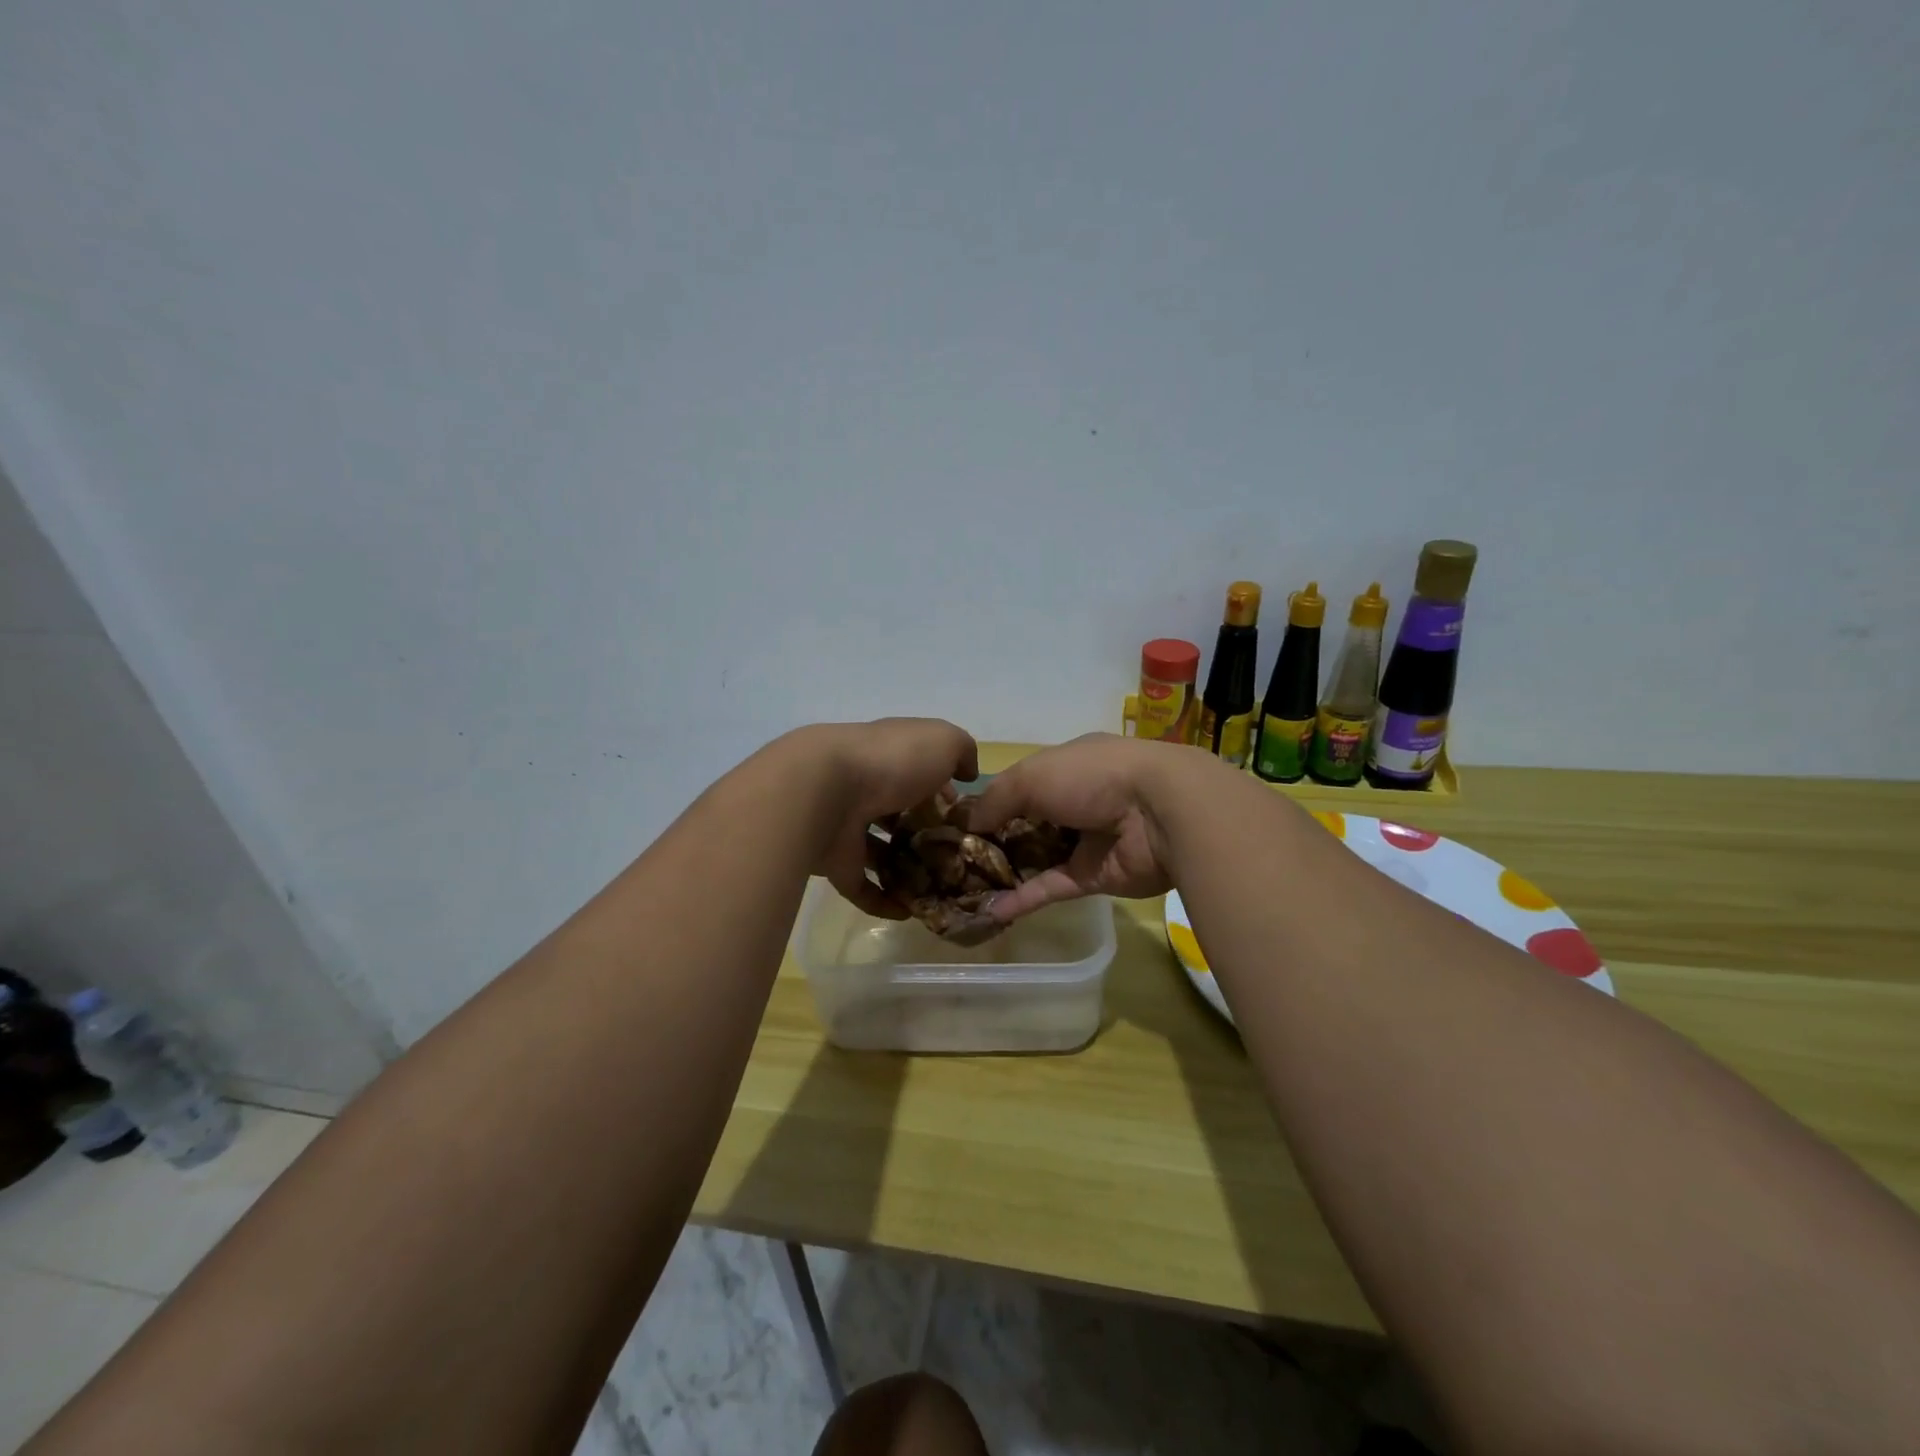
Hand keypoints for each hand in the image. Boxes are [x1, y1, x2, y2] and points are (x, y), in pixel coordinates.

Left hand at [796, 719, 979, 919]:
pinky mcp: (834, 862)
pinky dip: (883, 900)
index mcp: (888, 756)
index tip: (964, 816)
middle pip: (896, 813)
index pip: (917, 772)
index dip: (942, 791)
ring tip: (938, 888)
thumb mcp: (942, 741)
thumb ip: (962, 751)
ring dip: (904, 869)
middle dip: (923, 833)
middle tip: (956, 858)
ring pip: (878, 850)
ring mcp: (845, 826)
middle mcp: (864, 788)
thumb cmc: (891, 760)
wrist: (823, 790)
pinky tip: (909, 912)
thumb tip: (968, 772)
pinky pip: (861, 886)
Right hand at [969, 733, 1207, 921]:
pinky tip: (991, 911)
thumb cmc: (1092, 778)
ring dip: (1004, 873)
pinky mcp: (1094, 877)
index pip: (1021, 785)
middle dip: (993, 842)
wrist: (1160, 813)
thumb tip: (967, 824)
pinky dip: (1023, 898)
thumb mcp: (1032, 775)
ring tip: (964, 890)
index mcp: (1066, 767)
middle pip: (1027, 824)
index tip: (956, 825)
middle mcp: (1076, 801)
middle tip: (953, 863)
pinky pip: (1051, 887)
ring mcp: (1086, 841)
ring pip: (1037, 858)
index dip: (990, 804)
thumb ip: (996, 798)